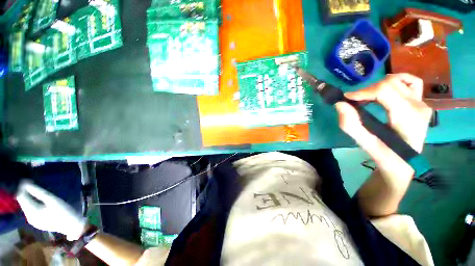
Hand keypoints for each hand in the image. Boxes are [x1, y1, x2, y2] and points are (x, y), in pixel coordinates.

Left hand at [16, 182, 86, 240]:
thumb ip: (39, 192)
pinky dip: (33, 204)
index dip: (22, 188)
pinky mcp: (37, 222)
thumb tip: (26, 183)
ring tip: (36, 192)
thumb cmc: (64, 212)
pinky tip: (39, 202)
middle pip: (23, 202)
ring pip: (27, 207)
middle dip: (26, 193)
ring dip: (30, 199)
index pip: (21, 197)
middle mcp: (29, 217)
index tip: (27, 180)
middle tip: (32, 185)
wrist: (72, 226)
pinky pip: (31, 211)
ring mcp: (33, 221)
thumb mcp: (53, 200)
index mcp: (31, 212)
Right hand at [335, 73, 432, 177]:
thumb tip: (339, 104)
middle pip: (390, 84)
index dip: (363, 92)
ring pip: (399, 80)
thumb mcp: (365, 144)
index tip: (347, 99)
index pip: (385, 91)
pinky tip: (386, 90)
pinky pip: (411, 82)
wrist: (404, 164)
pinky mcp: (421, 103)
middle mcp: (418, 107)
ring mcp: (422, 104)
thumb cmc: (385, 156)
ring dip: (378, 87)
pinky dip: (396, 82)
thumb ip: (351, 125)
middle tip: (354, 102)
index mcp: (407, 118)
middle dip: (367, 90)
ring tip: (367, 98)